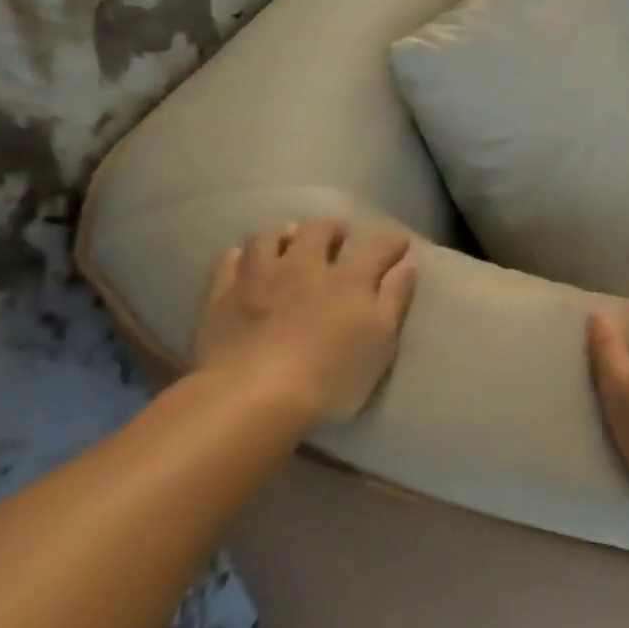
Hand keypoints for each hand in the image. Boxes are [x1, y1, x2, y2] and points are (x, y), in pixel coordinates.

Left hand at [192, 219, 417, 426]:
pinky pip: (229, 262)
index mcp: (349, 279)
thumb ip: (395, 300)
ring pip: (270, 238)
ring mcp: (259, 278)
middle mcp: (305, 266)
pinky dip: (241, 256)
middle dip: (332, 229)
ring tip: (289, 241)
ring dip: (284, 235)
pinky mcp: (221, 297)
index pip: (378, 246)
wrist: (250, 398)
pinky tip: (243, 261)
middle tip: (338, 234)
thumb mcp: (381, 342)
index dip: (393, 241)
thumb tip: (407, 265)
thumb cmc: (330, 376)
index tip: (400, 242)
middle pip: (319, 231)